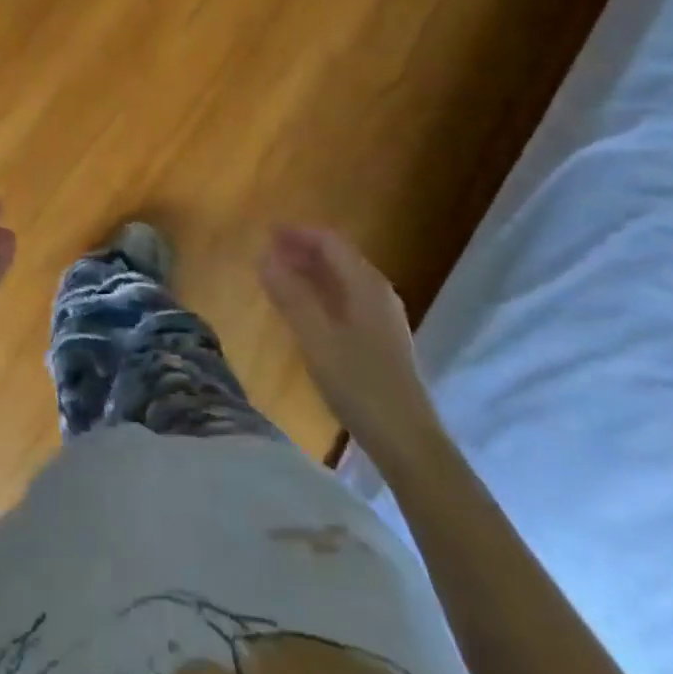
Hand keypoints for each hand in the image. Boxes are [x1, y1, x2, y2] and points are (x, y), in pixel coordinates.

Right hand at [259, 225, 441, 459]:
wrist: (408, 441)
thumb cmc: (359, 384)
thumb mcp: (316, 338)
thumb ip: (290, 295)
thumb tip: (264, 257)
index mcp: (365, 284)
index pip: (329, 242)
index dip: (297, 233)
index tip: (266, 233)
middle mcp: (378, 292)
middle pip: (338, 257)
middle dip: (303, 250)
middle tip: (267, 253)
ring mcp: (383, 317)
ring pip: (343, 279)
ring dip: (311, 272)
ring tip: (280, 278)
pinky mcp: (383, 339)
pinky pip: (348, 299)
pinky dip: (322, 292)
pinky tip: (306, 310)